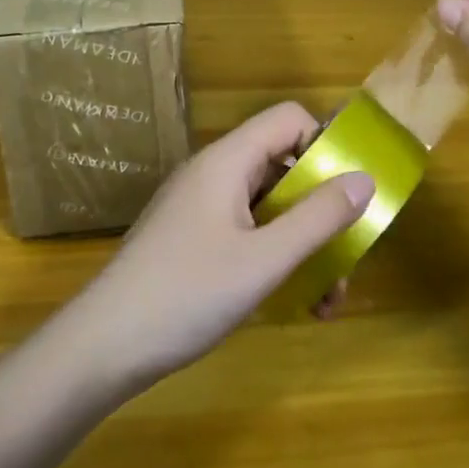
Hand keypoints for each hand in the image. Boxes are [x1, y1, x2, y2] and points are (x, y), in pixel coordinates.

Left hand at [62, 103, 374, 390]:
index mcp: (227, 162)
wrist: (103, 347)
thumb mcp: (264, 260)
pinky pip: (247, 232)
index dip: (325, 144)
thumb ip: (318, 218)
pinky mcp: (193, 240)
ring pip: (269, 206)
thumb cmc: (187, 295)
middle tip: (347, 256)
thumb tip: (366, 178)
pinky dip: (275, 258)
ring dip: (304, 243)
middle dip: (321, 209)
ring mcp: (200, 208)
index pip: (288, 120)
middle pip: (283, 166)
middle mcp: (214, 174)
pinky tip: (295, 304)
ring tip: (327, 299)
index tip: (350, 190)